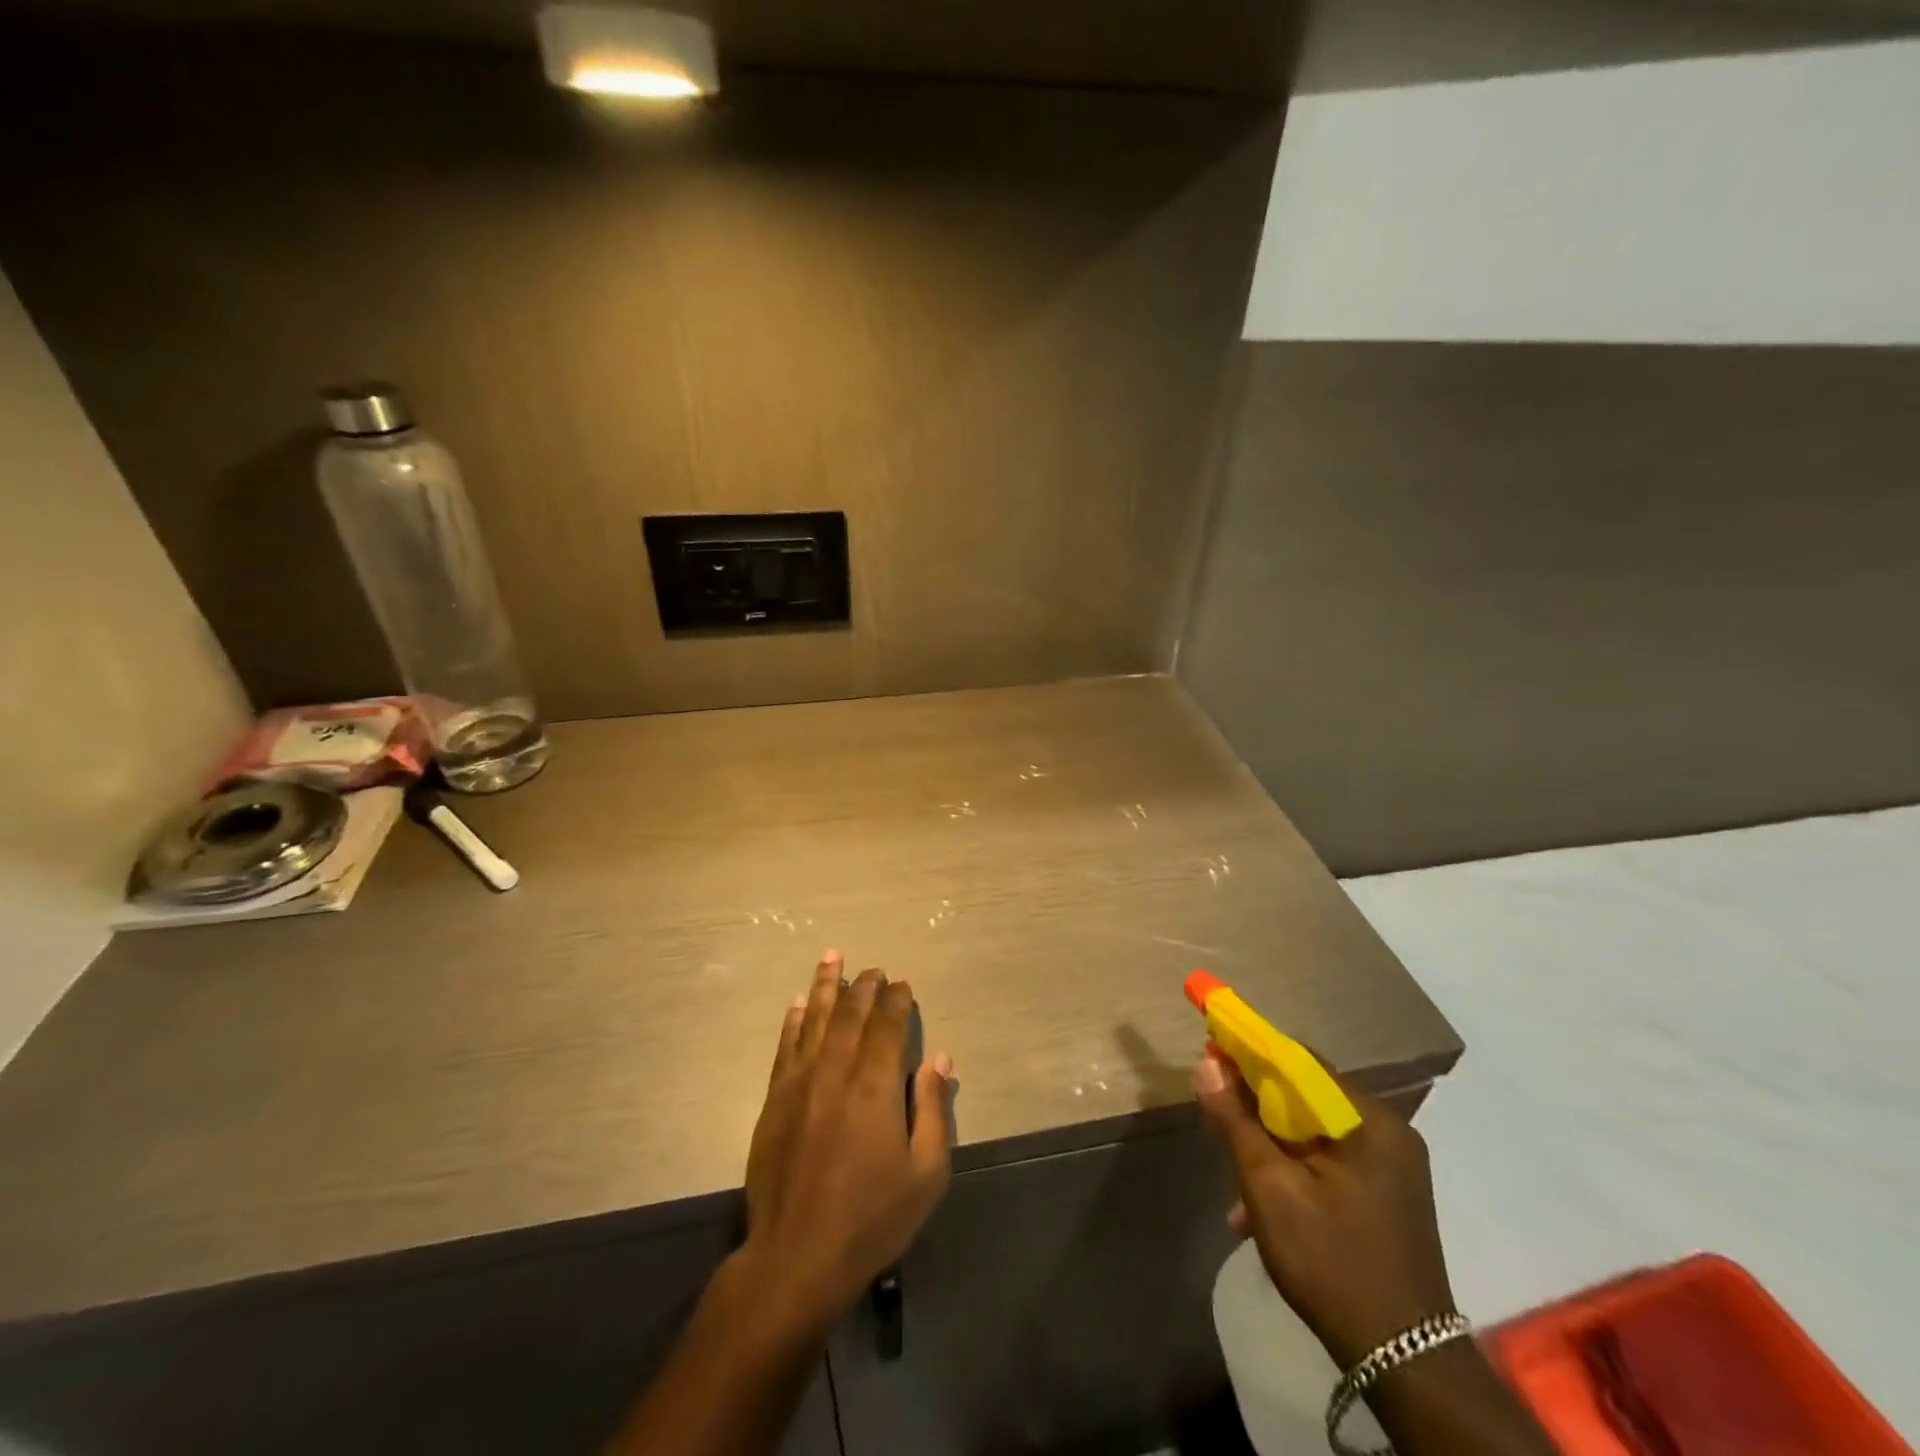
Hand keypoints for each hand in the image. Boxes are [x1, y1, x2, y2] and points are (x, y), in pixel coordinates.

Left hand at [740, 951, 953, 1337]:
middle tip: (874, 969)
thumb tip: (940, 1058)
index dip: (897, 1001)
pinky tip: (799, 1004)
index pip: (888, 1026)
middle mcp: (836, 1071)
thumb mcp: (925, 1174)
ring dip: (825, 986)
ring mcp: (800, 1083)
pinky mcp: (775, 1100)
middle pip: (851, 1014)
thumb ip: (932, 1109)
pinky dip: (794, 1021)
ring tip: (832, 957)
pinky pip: (785, 1047)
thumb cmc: (871, 1218)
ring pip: (815, 1020)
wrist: (796, 1257)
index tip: (903, 985)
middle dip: (864, 987)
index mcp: (875, 1086)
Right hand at [1195, 1048, 1456, 1369]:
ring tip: (1232, 1168)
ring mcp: (1392, 1166)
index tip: (1211, 1052)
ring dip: (1270, 1141)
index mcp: (1369, 1121)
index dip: (1250, 1052)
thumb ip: (1236, 1120)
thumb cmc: (1331, 1262)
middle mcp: (1387, 1133)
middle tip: (1214, 1110)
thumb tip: (1208, 1064)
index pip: (1300, 1061)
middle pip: (1307, 1095)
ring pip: (1314, 1130)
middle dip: (1256, 1102)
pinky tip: (1261, 1204)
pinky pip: (1329, 1159)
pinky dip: (1294, 1167)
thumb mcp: (1269, 1187)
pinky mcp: (1387, 1195)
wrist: (1404, 1362)